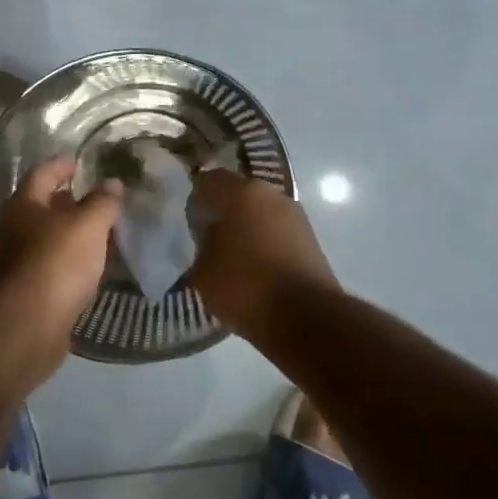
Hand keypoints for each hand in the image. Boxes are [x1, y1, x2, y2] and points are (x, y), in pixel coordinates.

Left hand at [0, 160, 120, 344]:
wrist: (29, 324)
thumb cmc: (56, 262)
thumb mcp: (88, 224)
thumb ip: (102, 202)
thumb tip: (112, 183)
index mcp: (24, 204)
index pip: (42, 173)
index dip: (62, 165)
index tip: (81, 162)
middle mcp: (15, 228)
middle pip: (42, 205)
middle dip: (68, 200)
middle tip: (99, 197)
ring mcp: (19, 260)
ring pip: (49, 237)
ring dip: (71, 232)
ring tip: (102, 230)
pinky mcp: (29, 289)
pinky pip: (54, 264)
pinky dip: (72, 259)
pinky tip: (93, 264)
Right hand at [190, 171, 340, 338]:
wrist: (306, 319)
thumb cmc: (246, 286)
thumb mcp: (203, 270)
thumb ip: (201, 244)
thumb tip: (208, 237)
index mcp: (242, 192)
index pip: (208, 179)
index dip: (195, 196)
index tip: (186, 217)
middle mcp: (272, 195)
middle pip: (239, 194)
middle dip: (222, 211)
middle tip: (205, 235)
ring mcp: (296, 216)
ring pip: (260, 214)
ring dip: (246, 227)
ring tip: (229, 255)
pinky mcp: (310, 240)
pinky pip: (277, 233)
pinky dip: (264, 243)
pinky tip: (253, 267)